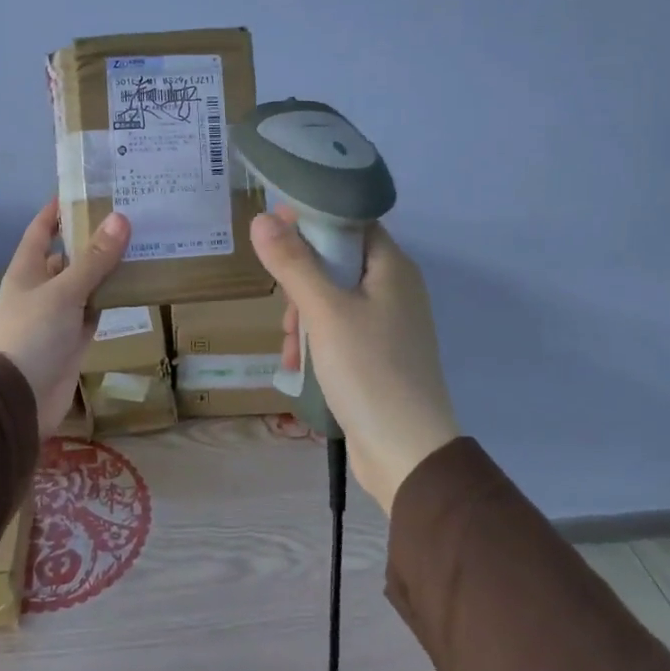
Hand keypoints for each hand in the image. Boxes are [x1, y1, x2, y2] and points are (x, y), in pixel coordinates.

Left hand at [0, 201, 130, 435]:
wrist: (19, 398)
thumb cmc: (33, 334)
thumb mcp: (64, 291)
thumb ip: (94, 259)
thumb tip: (120, 218)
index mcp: (28, 269)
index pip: (42, 229)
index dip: (60, 209)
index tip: (88, 189)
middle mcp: (42, 287)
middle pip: (69, 254)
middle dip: (94, 238)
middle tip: (131, 216)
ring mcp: (58, 314)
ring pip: (86, 283)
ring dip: (108, 269)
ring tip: (142, 244)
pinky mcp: (73, 338)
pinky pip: (95, 310)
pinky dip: (112, 299)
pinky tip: (137, 285)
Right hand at [250, 210, 458, 514]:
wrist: (407, 453)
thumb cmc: (369, 370)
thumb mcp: (324, 312)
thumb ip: (292, 262)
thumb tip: (263, 217)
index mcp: (392, 267)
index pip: (350, 221)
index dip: (312, 219)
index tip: (274, 229)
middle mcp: (394, 289)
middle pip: (336, 261)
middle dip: (300, 281)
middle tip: (285, 307)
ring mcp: (387, 325)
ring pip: (331, 299)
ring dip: (303, 318)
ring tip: (289, 348)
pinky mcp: (377, 356)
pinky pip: (338, 331)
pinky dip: (315, 342)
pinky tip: (296, 366)